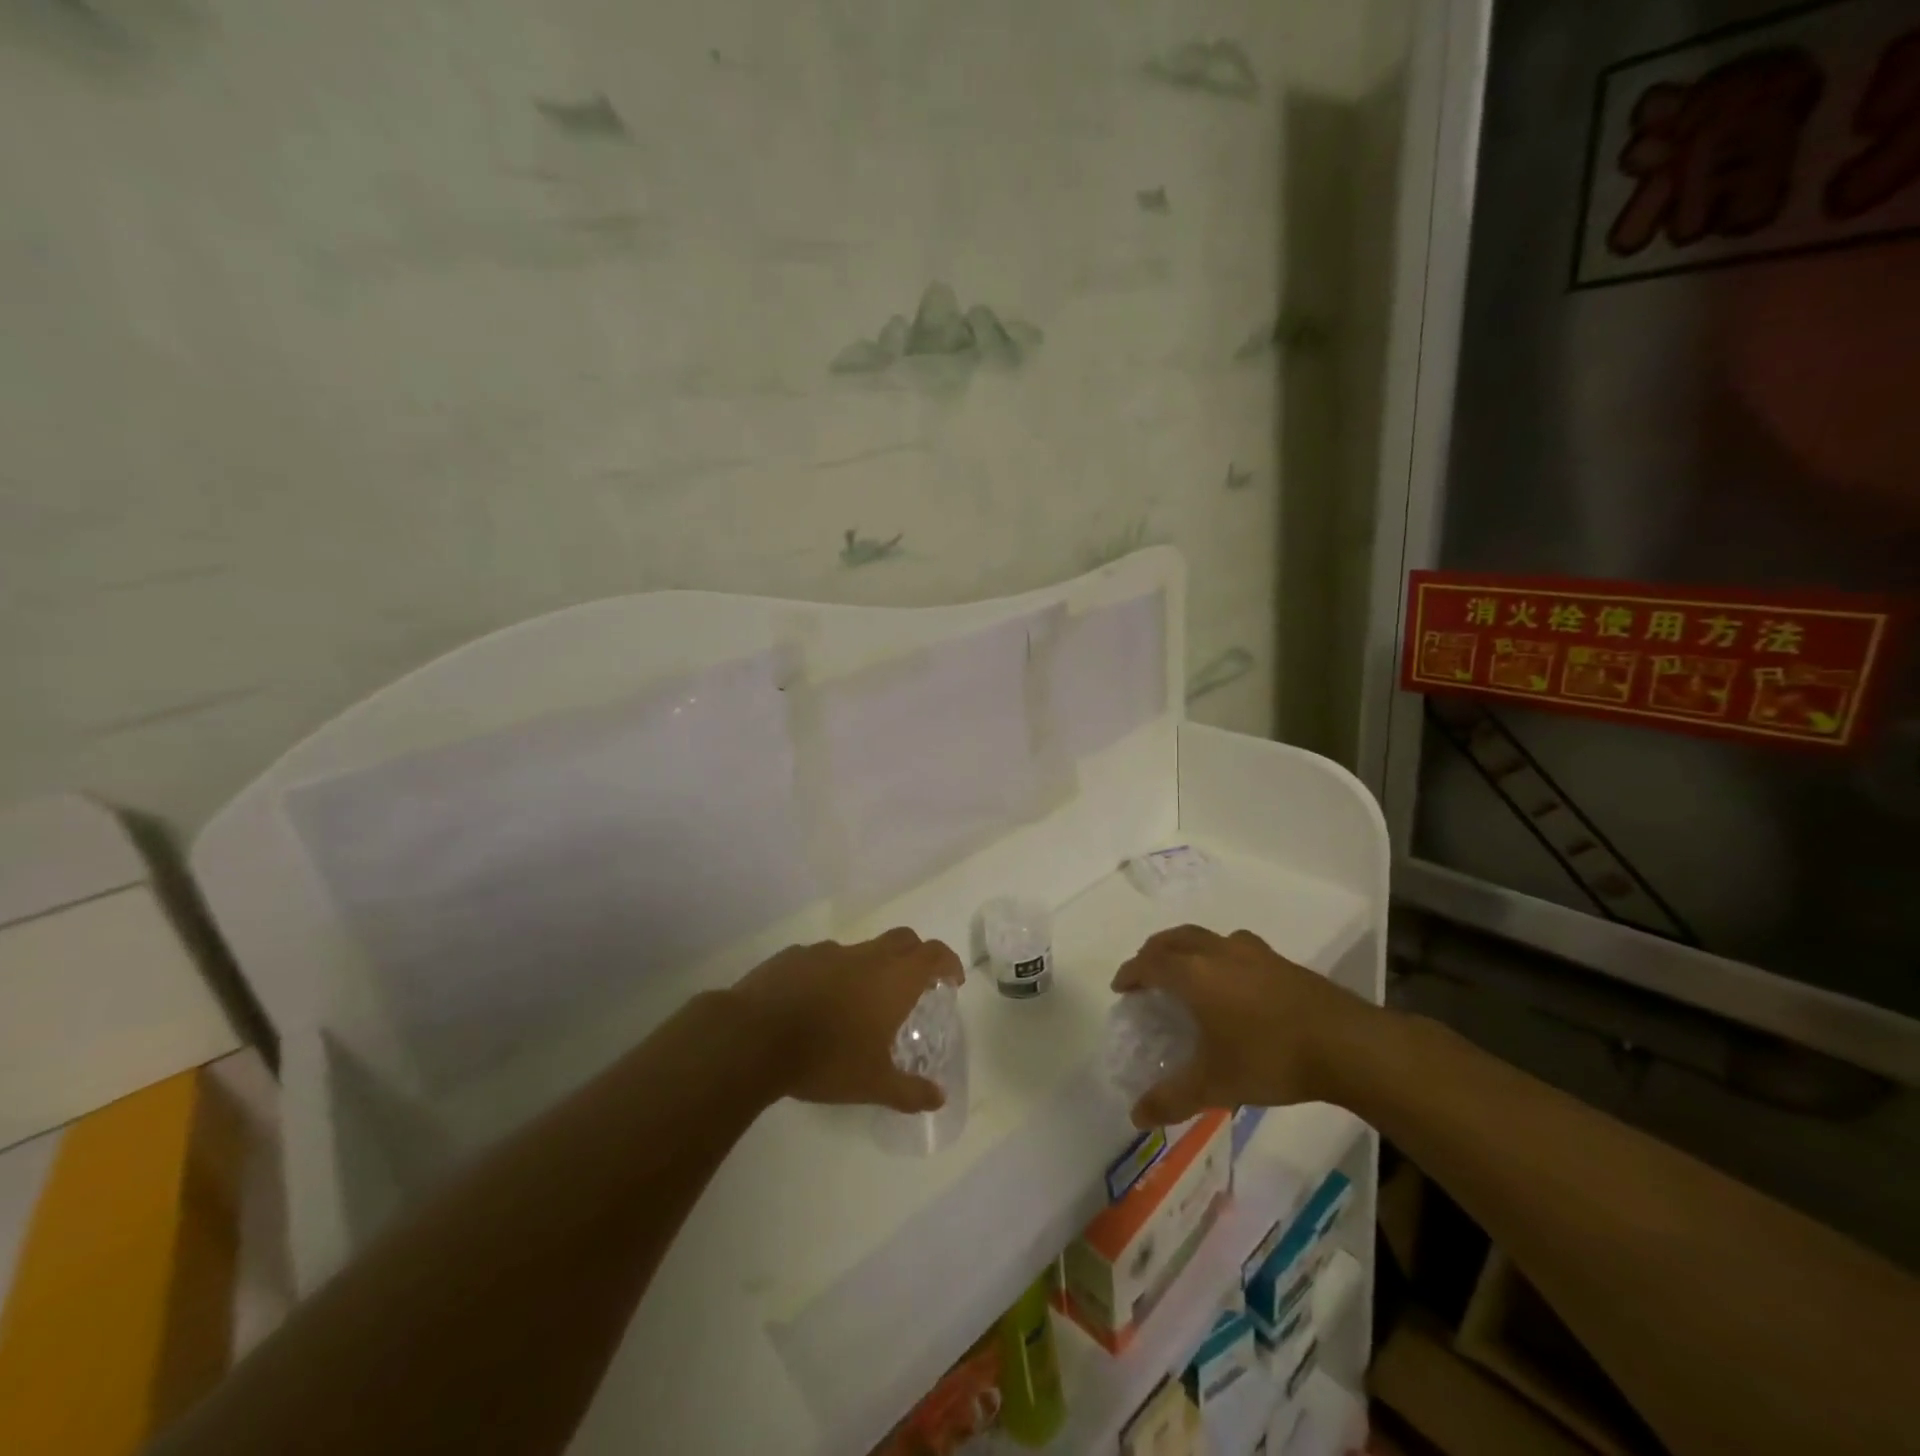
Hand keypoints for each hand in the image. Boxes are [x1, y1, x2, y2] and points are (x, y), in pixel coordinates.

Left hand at [731, 928, 963, 1113]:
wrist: (754, 1037)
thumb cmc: (826, 1058)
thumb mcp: (873, 1084)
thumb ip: (910, 1091)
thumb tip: (939, 1099)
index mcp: (893, 978)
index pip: (934, 954)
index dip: (948, 963)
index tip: (952, 980)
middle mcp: (865, 956)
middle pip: (903, 940)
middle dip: (915, 957)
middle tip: (915, 986)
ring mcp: (827, 951)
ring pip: (860, 950)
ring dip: (869, 969)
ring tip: (858, 1005)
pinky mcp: (795, 956)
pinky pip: (823, 960)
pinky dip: (831, 975)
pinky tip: (816, 1004)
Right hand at [1112, 925, 1374, 1126]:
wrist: (1347, 1044)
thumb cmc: (1270, 1058)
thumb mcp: (1216, 1085)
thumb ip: (1172, 1098)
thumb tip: (1136, 1116)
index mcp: (1195, 974)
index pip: (1150, 963)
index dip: (1131, 973)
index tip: (1121, 987)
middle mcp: (1218, 952)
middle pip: (1174, 939)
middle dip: (1154, 952)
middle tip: (1146, 973)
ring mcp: (1252, 952)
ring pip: (1206, 937)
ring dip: (1186, 948)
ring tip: (1186, 971)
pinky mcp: (1280, 961)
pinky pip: (1234, 947)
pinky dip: (1218, 955)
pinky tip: (1232, 981)